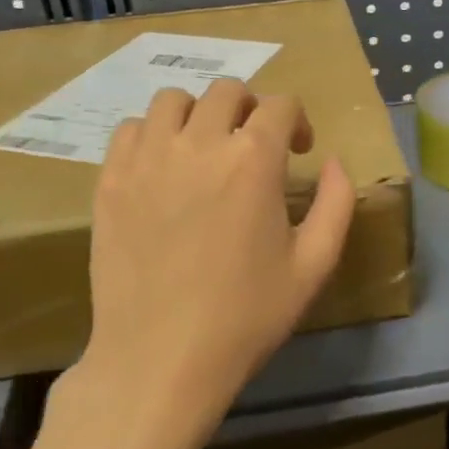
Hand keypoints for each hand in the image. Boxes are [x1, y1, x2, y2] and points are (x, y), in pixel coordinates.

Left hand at [54, 79, 355, 448]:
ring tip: (205, 150)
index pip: (281, 105)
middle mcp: (199, 144)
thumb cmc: (247, 315)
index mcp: (254, 160)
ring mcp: (147, 159)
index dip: (298, 122)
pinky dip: (155, 135)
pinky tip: (165, 169)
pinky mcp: (110, 181)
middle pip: (227, 91)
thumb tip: (335, 162)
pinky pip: (132, 130)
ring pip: (173, 100)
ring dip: (199, 114)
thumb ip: (337, 203)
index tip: (300, 151)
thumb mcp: (315, 265)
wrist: (162, 357)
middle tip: (255, 149)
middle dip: (251, 110)